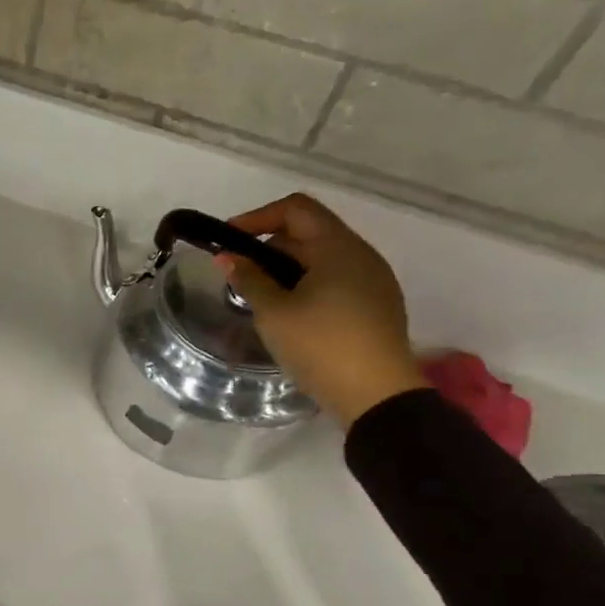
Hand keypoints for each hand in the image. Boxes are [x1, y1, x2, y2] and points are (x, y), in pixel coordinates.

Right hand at [218, 193, 427, 427]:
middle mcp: (361, 254)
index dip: (257, 218)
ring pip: (322, 258)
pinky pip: (336, 280)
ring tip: (260, 296)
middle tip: (239, 274)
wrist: (376, 396)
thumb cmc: (321, 345)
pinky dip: (307, 284)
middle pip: (309, 232)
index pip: (295, 209)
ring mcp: (373, 280)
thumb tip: (228, 257)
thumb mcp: (274, 312)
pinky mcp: (376, 305)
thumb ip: (249, 279)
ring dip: (287, 268)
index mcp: (338, 247)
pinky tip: (290, 314)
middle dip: (269, 246)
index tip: (228, 241)